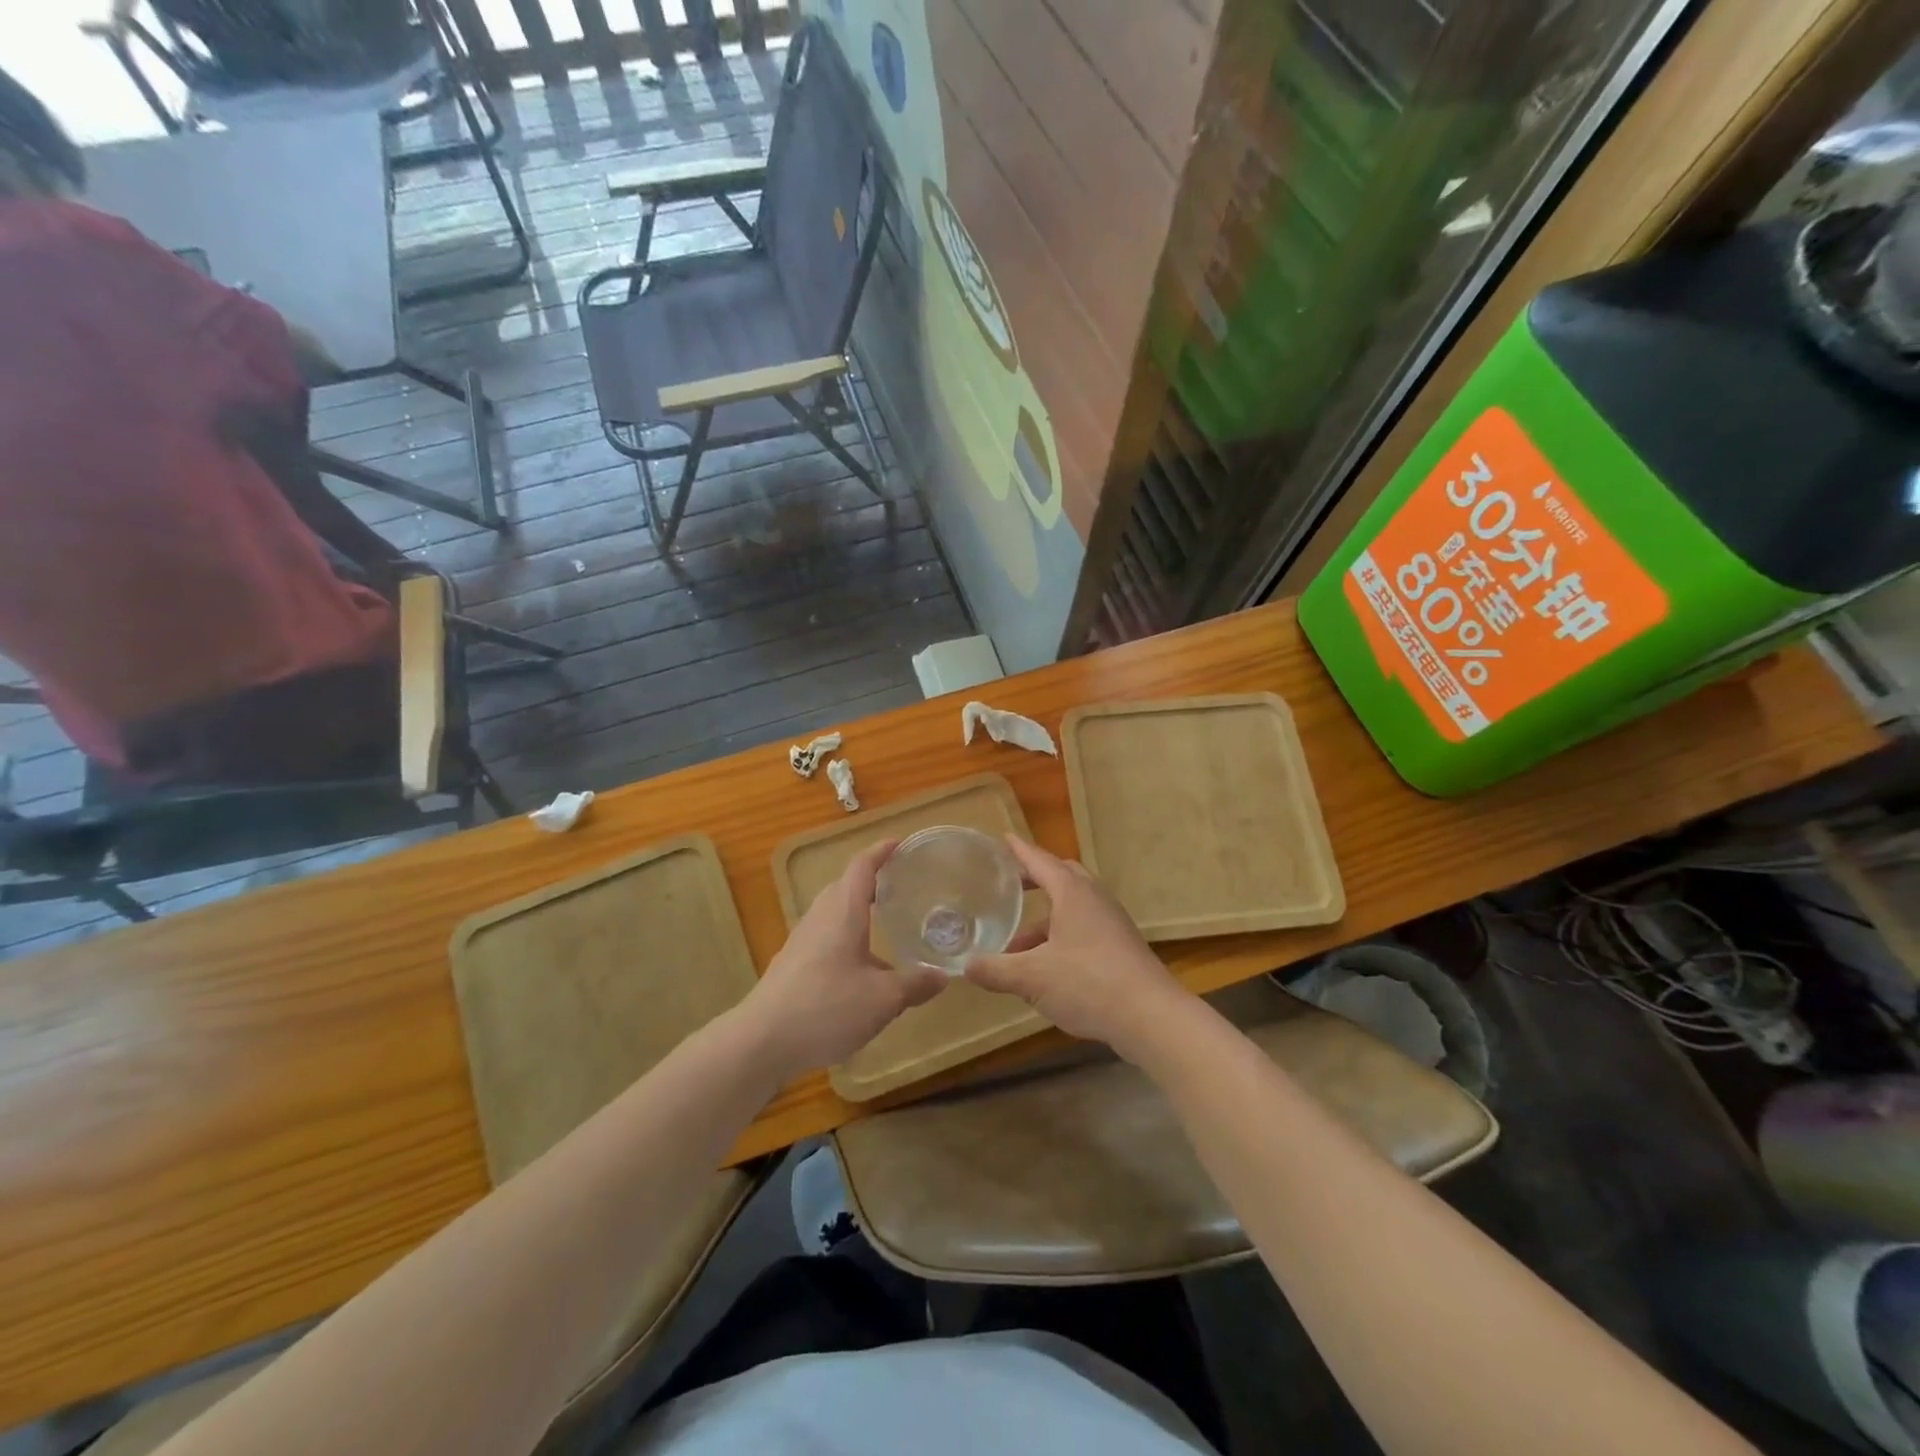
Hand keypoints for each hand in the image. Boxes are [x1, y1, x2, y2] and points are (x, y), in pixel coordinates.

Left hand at [738, 839, 946, 1081]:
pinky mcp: (792, 965)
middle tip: (900, 885)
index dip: (882, 852)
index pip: (863, 867)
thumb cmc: (827, 1007)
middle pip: (845, 886)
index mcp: (843, 911)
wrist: (762, 1041)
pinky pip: (824, 937)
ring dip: (857, 912)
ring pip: (833, 913)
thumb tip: (943, 977)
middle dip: (871, 881)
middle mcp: (820, 917)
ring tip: (884, 926)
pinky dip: (846, 938)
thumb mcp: (882, 999)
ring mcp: (802, 941)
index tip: (901, 843)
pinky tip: (860, 969)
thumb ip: (914, 985)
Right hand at [965, 837, 1196, 1061]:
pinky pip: (1084, 929)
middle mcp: (1094, 899)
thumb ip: (996, 970)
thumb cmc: (1088, 984)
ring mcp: (1112, 923)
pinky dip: (1060, 937)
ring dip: (1044, 919)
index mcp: (1072, 893)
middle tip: (1010, 886)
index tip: (1004, 839)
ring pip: (1072, 908)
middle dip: (1034, 879)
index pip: (1040, 861)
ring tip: (1016, 945)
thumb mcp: (1032, 978)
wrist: (1151, 1017)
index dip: (1019, 851)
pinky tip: (1045, 967)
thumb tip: (966, 966)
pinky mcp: (1121, 947)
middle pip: (1062, 877)